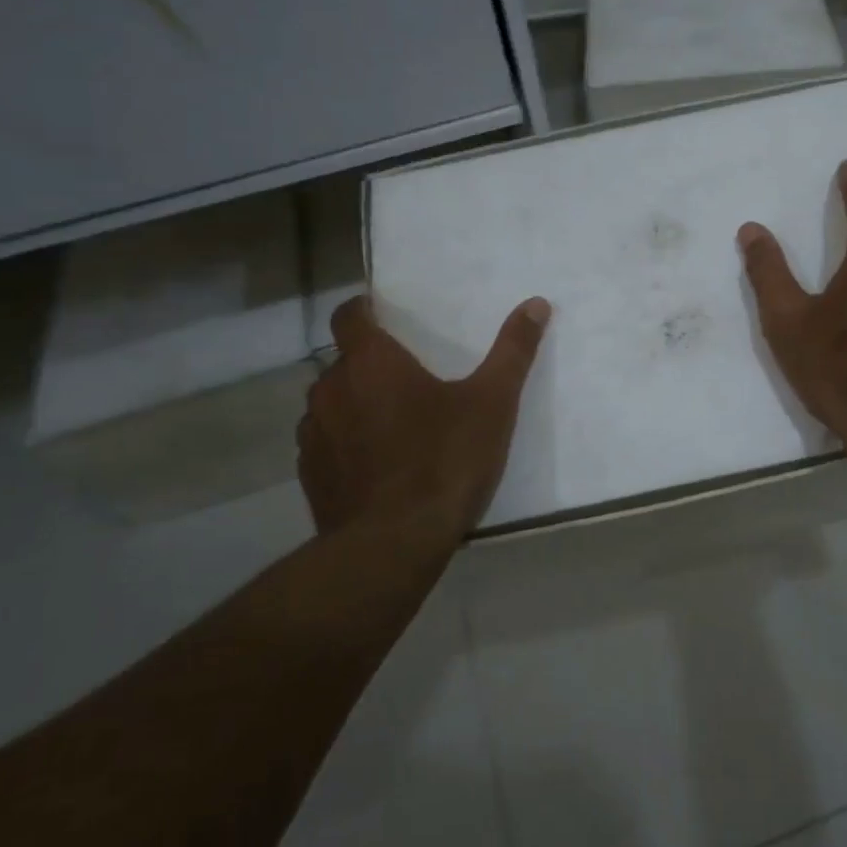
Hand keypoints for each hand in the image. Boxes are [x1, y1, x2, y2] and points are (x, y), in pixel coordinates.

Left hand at [298, 295, 551, 545]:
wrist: (394, 543)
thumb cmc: (445, 460)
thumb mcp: (493, 403)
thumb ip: (513, 350)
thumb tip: (536, 303)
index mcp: (371, 363)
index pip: (348, 315)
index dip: (363, 310)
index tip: (382, 316)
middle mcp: (331, 389)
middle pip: (343, 362)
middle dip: (369, 366)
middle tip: (407, 380)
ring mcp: (314, 435)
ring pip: (330, 404)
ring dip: (354, 406)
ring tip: (392, 425)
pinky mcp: (310, 476)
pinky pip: (324, 445)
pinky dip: (345, 445)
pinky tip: (375, 466)